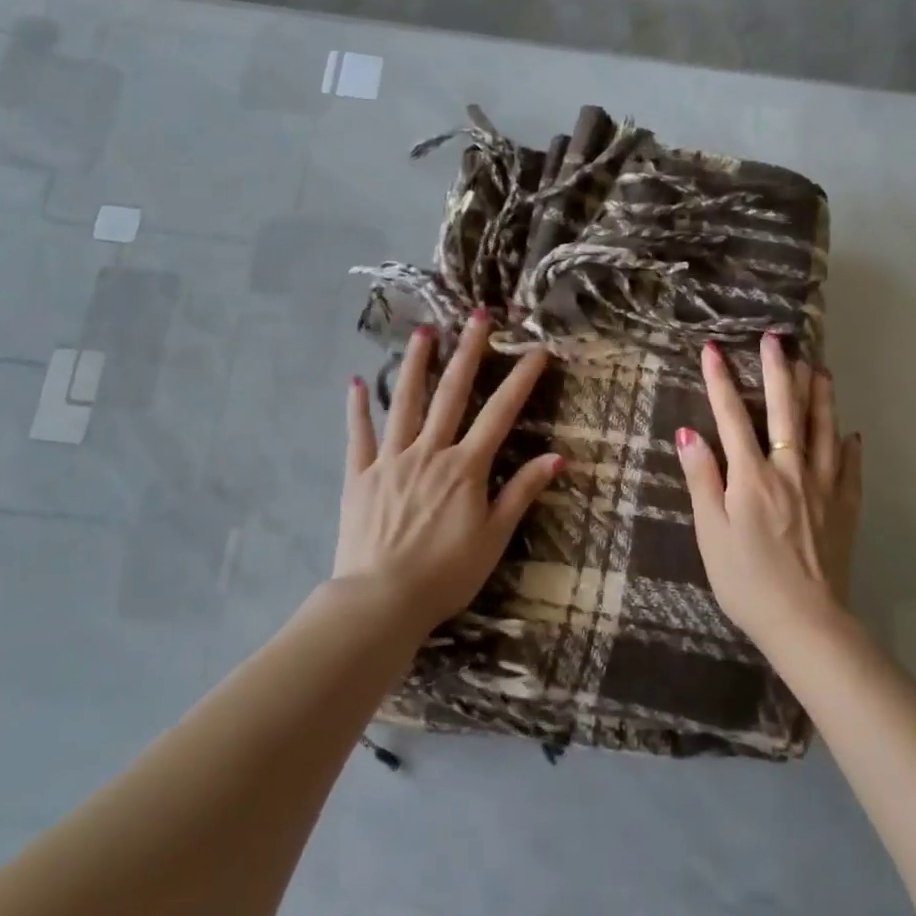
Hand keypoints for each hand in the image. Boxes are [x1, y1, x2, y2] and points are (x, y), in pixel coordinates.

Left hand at [338, 311, 562, 631]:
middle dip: (469, 352)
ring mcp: (391, 460)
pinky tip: (357, 382)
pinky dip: (357, 408)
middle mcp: (429, 452)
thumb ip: (522, 492)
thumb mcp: (495, 537)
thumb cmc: (446, 573)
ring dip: (416, 364)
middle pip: (452, 393)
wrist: (381, 600)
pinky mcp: (360, 476)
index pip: (500, 413)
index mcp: (465, 467)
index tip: (537, 349)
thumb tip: (558, 458)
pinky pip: (358, 436)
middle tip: (477, 316)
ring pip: (404, 402)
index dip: (521, 379)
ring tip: (424, 332)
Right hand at [675, 333, 861, 651]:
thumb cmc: (747, 581)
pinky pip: (850, 467)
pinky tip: (850, 432)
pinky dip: (848, 445)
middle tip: (777, 338)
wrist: (806, 623)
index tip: (713, 348)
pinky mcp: (845, 507)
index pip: (732, 416)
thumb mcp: (711, 533)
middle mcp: (790, 471)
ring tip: (818, 366)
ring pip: (823, 429)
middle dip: (779, 370)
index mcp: (752, 476)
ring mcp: (824, 487)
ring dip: (819, 394)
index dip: (720, 380)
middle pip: (785, 410)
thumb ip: (702, 480)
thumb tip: (688, 433)